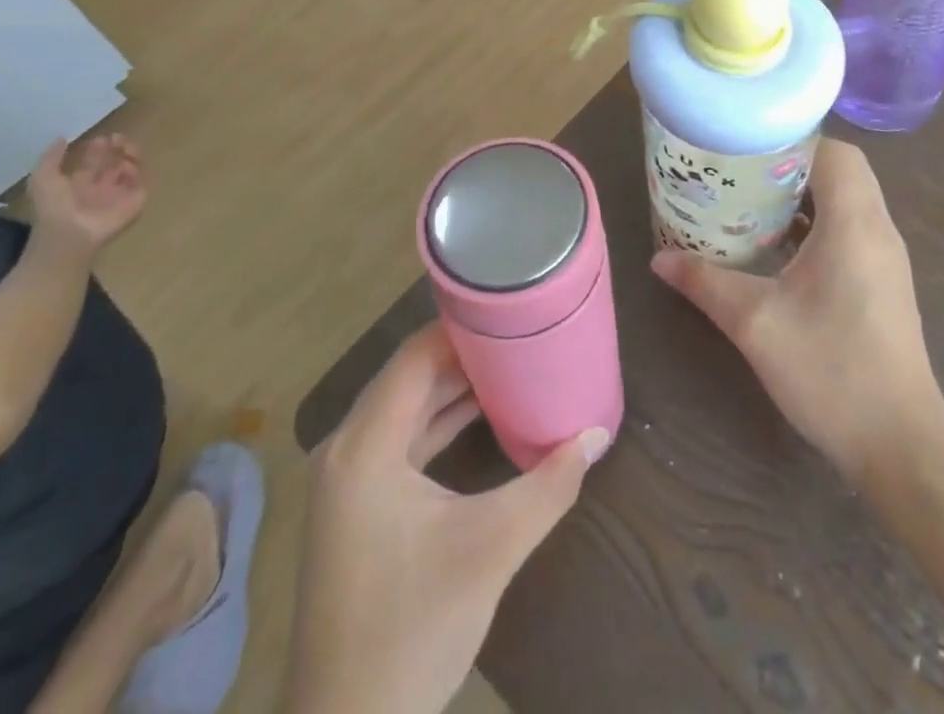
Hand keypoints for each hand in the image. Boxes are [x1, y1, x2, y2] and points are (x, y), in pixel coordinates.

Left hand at [25, 134, 146, 250]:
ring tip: (126, 146)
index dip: (99, 147)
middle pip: (116, 161)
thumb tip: (63, 138)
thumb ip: (51, 157)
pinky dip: (136, 170)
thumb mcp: (42, 177)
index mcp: (80, 183)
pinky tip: (126, 166)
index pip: (95, 160)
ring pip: (132, 167)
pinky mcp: (135, 200)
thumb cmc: (54, 206)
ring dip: (131, 154)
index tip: (101, 138)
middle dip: (119, 147)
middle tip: (117, 138)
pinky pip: (141, 181)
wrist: (70, 233)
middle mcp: (101, 186)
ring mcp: (119, 193)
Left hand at [286, 325, 608, 713]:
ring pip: (405, 406)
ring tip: (511, 365)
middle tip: (521, 334)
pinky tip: (481, 416)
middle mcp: (346, 447)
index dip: (463, 327)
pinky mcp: (355, 503)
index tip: (513, 312)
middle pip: (410, 375)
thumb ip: (548, 486)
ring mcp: (346, 478)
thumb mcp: (490, 550)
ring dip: (453, 388)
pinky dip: (438, 422)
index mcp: (364, 445)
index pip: (416, 355)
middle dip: (466, 353)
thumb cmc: (411, 632)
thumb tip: (597, 433)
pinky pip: (400, 438)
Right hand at [652, 138, 943, 489]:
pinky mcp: (883, 283)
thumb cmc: (831, 371)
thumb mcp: (755, 323)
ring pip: (846, 200)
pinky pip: (850, 229)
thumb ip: (705, 283)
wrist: (900, 446)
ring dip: (803, 195)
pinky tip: (777, 248)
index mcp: (854, 223)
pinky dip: (816, 223)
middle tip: (740, 172)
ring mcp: (885, 259)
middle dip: (791, 164)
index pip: (834, 152)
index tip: (746, 146)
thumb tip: (659, 259)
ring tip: (750, 201)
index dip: (791, 140)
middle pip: (841, 170)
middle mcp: (877, 230)